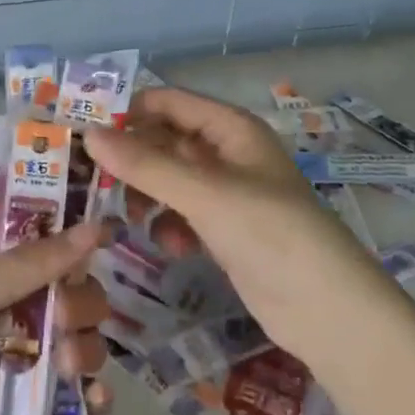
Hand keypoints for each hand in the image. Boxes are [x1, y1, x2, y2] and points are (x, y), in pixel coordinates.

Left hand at [0, 227, 111, 414]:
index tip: (102, 246)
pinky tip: (93, 403)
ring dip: (86, 350)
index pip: (53, 248)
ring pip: (81, 343)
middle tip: (62, 322)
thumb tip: (95, 227)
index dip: (76, 248)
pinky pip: (75, 397)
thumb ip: (32, 264)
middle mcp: (16, 308)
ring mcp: (25, 359)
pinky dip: (91, 398)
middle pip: (75, 295)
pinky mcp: (30, 408)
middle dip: (80, 307)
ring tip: (66, 368)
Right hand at [85, 87, 386, 360]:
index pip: (167, 102)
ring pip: (170, 179)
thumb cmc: (271, 234)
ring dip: (148, 195)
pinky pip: (183, 213)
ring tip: (133, 218)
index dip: (127, 112)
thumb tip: (89, 133)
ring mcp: (227, 193)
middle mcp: (227, 152)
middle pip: (165, 140)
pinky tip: (173, 248)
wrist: (330, 312)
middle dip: (133, 159)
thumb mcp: (205, 194)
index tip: (85, 135)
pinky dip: (170, 224)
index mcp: (231, 128)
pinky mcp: (226, 230)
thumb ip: (146, 164)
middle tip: (95, 181)